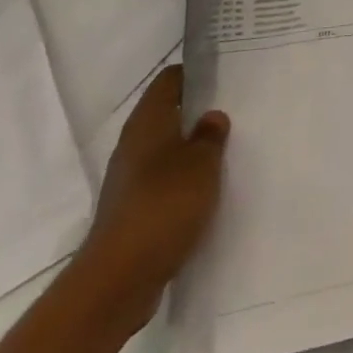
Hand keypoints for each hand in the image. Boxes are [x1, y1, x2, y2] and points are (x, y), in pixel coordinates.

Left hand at [73, 65, 229, 330]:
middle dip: (197, 112)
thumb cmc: (164, 206)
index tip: (224, 73)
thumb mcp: (202, 164)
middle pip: (167, 115)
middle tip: (234, 110)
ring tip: (226, 149)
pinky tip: (206, 190)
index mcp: (147, 123)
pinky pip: (162, 182)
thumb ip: (210, 136)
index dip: (196, 73)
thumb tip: (211, 117)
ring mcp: (129, 181)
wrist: (119, 279)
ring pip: (165, 151)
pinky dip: (183, 181)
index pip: (169, 80)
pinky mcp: (131, 211)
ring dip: (191, 149)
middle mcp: (133, 145)